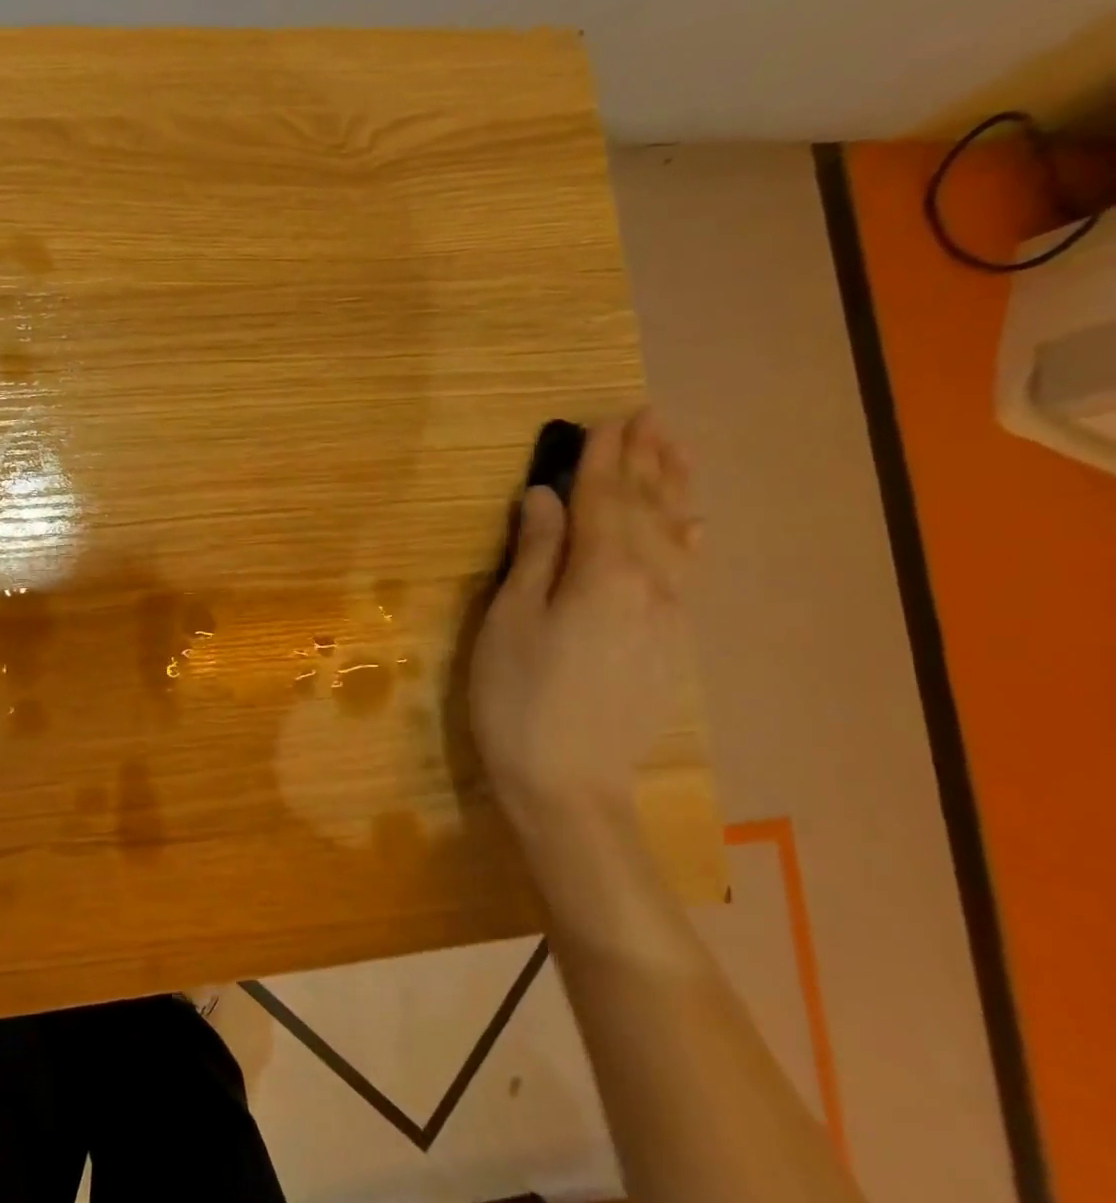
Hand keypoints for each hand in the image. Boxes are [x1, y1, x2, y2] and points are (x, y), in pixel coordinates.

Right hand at [470, 411, 698, 824]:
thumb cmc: (519, 698)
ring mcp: (668, 614)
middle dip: (645, 460)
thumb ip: (534, 553)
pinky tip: (693, 523)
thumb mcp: (509, 620)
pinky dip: (689, 537)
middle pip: (646, 508)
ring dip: (674, 488)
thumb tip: (544, 497)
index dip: (601, 457)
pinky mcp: (670, 641)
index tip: (604, 418)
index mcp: (601, 572)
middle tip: (648, 416)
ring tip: (675, 448)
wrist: (570, 785)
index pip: (602, 498)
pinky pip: (688, 571)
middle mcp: (649, 583)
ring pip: (676, 535)